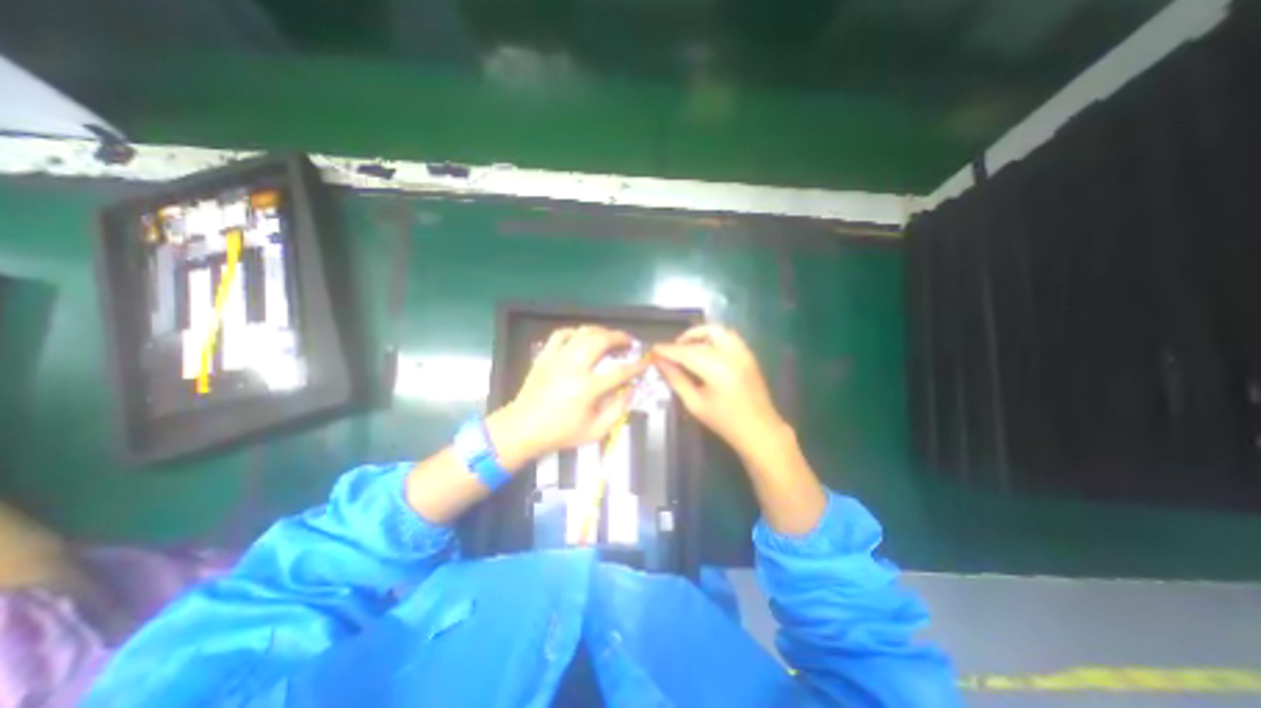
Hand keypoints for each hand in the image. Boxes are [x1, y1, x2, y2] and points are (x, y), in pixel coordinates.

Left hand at [493, 322, 649, 465]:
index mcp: (587, 388)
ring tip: (610, 337)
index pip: (620, 371)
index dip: (637, 365)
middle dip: (620, 337)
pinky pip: (562, 333)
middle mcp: (573, 367)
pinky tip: (583, 337)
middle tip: (629, 341)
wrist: (522, 428)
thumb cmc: (560, 432)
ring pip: (583, 332)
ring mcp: (557, 358)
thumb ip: (618, 410)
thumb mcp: (595, 431)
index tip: (645, 361)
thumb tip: (631, 390)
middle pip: (601, 340)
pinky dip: (576, 332)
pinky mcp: (545, 355)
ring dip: (601, 331)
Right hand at [654, 325, 784, 455]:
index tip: (653, 349)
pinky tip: (705, 353)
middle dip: (685, 338)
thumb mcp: (695, 403)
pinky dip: (713, 339)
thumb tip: (660, 362)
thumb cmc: (725, 422)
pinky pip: (728, 337)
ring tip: (688, 349)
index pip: (686, 351)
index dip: (668, 349)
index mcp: (717, 368)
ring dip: (701, 335)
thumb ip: (676, 379)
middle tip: (673, 350)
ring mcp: (744, 352)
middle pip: (705, 332)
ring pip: (719, 331)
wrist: (760, 430)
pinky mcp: (749, 355)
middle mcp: (732, 354)